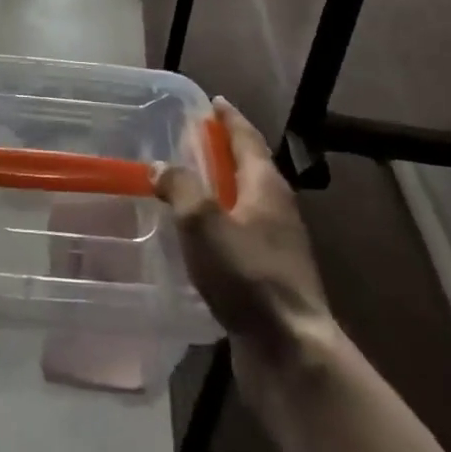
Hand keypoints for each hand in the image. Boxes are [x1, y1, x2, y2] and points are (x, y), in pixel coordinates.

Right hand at [154, 98, 341, 432]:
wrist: (288, 350)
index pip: (247, 139)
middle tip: (192, 140)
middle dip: (222, 152)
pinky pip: (241, 234)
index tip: (214, 102)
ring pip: (245, 203)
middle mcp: (277, 209)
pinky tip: (198, 238)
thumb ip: (181, 188)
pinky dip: (220, 223)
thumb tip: (161, 167)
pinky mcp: (269, 276)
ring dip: (220, 189)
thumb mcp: (204, 223)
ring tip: (188, 185)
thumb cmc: (247, 276)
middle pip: (248, 168)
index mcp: (266, 186)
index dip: (229, 119)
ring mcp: (277, 245)